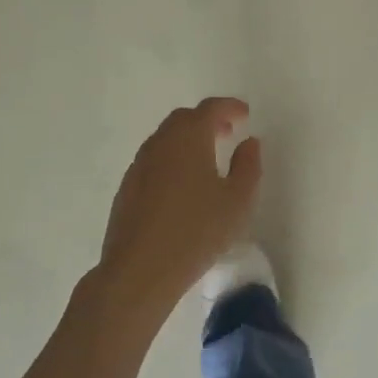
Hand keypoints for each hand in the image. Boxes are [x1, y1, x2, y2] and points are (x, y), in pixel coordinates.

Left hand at [98, 98, 262, 319]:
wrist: (139, 271)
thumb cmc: (196, 232)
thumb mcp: (238, 201)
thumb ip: (248, 165)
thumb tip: (249, 142)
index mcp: (189, 137)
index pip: (210, 108)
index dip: (230, 107)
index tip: (245, 114)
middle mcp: (161, 142)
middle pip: (184, 119)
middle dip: (207, 120)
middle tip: (227, 133)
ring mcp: (139, 164)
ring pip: (166, 139)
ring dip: (188, 140)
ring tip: (207, 159)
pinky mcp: (127, 187)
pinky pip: (154, 160)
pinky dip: (172, 159)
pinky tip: (182, 185)